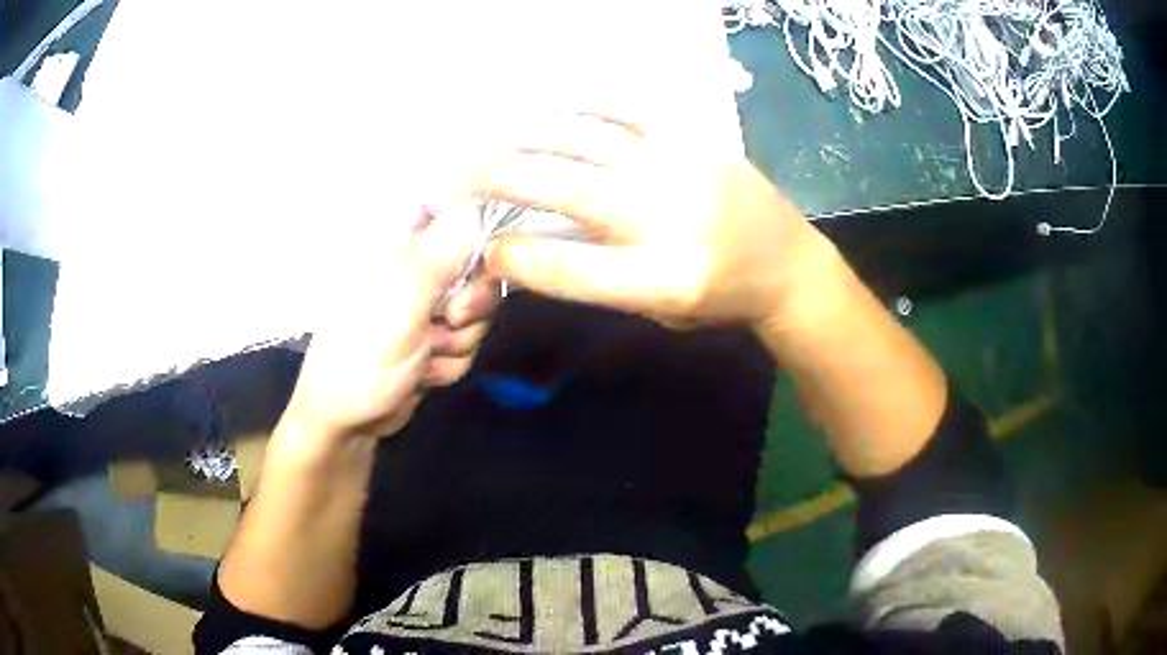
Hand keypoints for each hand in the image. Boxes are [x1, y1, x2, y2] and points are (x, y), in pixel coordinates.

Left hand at [278, 203, 498, 444]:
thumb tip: (475, 205)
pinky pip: (469, 337)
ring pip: (478, 306)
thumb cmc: (360, 359)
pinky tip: (423, 371)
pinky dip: (451, 360)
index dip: (476, 227)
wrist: (346, 423)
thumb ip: (440, 255)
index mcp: (394, 243)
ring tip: (424, 354)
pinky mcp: (434, 334)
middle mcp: (412, 265)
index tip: (480, 260)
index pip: (449, 206)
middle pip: (477, 262)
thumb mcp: (400, 305)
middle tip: (448, 319)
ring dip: (458, 339)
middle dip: (471, 301)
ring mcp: (424, 302)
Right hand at [475, 111, 835, 328]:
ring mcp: (680, 167)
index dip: (513, 256)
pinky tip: (542, 104)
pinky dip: (577, 106)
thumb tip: (531, 246)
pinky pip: (624, 112)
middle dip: (496, 178)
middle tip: (450, 174)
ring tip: (479, 136)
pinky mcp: (693, 138)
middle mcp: (667, 217)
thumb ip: (597, 280)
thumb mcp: (658, 311)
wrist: (789, 264)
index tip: (480, 247)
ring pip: (585, 141)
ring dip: (523, 136)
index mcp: (662, 278)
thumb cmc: (721, 299)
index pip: (567, 268)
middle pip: (564, 189)